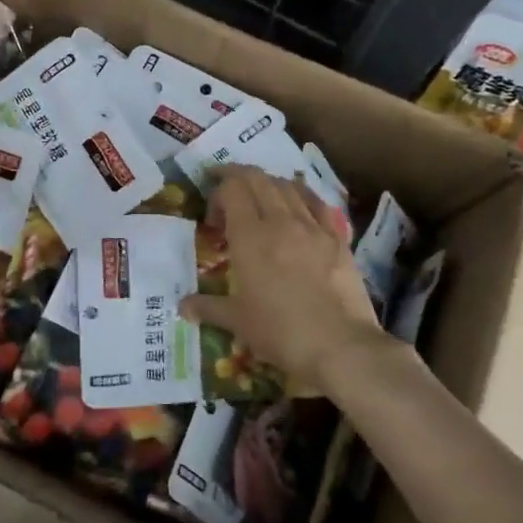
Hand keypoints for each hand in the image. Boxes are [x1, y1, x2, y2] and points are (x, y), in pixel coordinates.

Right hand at [180, 166, 386, 389]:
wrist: (340, 345)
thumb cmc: (280, 332)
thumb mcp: (237, 322)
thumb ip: (208, 307)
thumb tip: (183, 307)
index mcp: (250, 237)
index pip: (231, 190)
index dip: (217, 193)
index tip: (212, 218)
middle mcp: (280, 221)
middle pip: (258, 179)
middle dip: (238, 176)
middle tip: (227, 189)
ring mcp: (313, 227)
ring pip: (288, 186)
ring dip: (268, 184)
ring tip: (260, 196)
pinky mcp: (338, 238)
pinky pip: (317, 203)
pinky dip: (302, 196)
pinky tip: (298, 204)